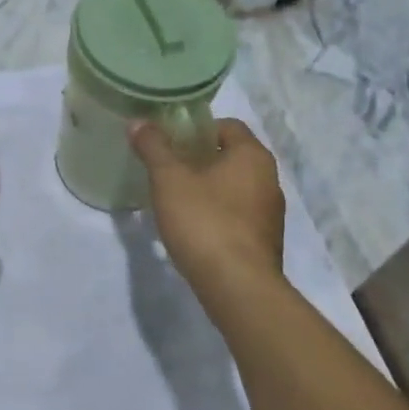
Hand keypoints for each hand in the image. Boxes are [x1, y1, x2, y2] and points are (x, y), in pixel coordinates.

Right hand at [131, 118, 285, 297]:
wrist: (238, 287)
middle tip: (166, 168)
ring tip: (174, 199)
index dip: (196, 129)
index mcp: (253, 156)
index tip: (169, 142)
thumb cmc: (205, 221)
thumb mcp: (169, 179)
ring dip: (207, 188)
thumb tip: (138, 122)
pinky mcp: (264, 242)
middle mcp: (269, 179)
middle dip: (198, 159)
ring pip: (234, 187)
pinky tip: (192, 228)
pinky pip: (237, 215)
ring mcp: (270, 214)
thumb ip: (153, 147)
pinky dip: (216, 214)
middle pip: (230, 156)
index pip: (227, 125)